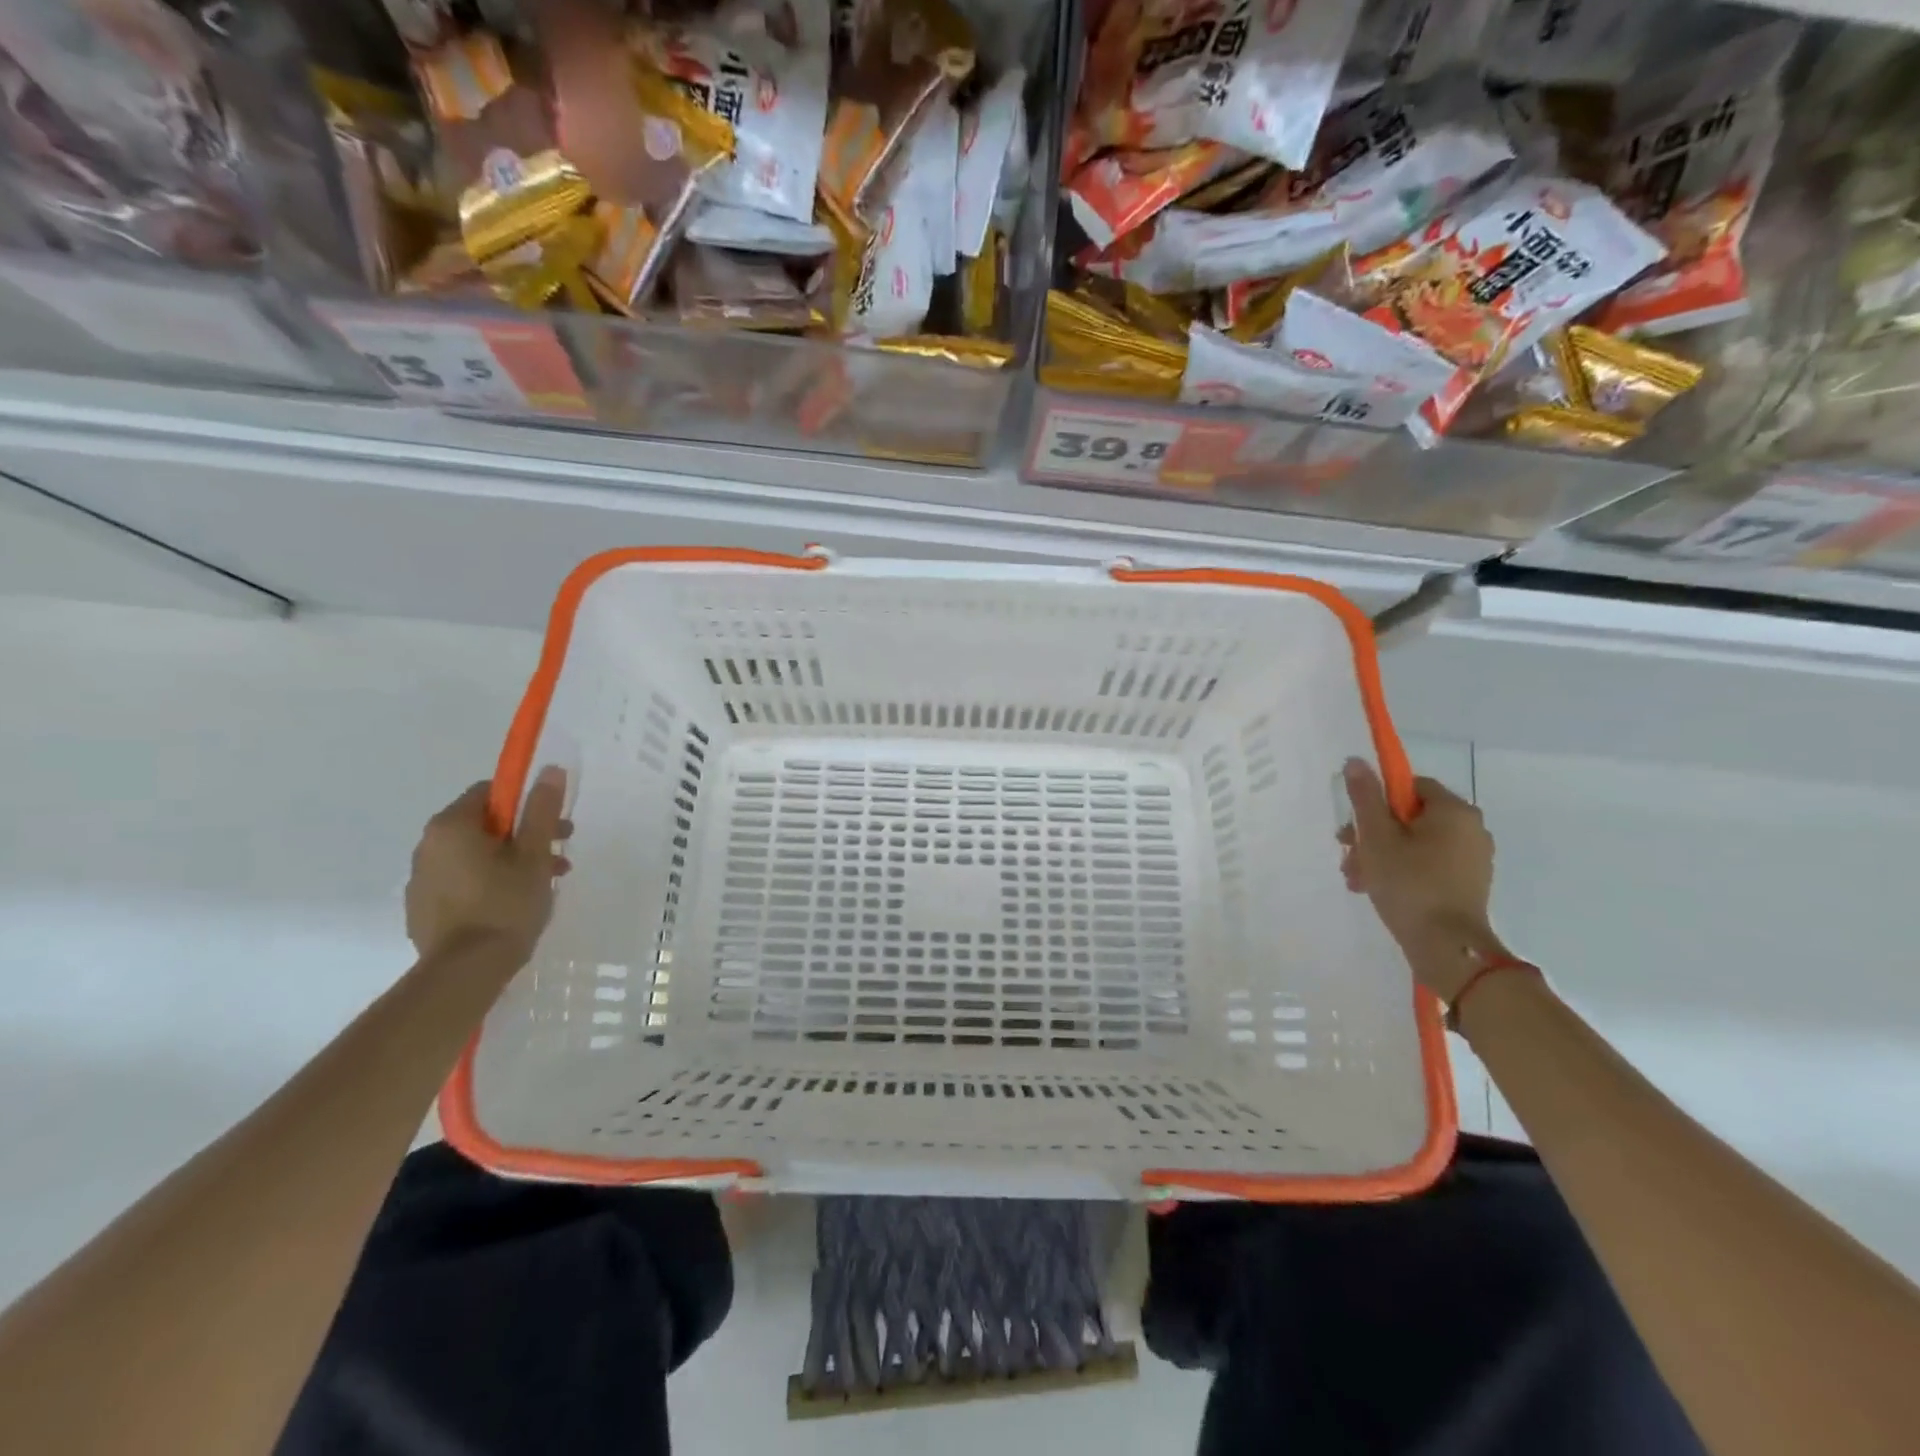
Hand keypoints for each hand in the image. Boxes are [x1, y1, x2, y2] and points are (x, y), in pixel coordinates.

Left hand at [405, 767, 572, 959]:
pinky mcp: (422, 910)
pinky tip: (512, 906)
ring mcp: (420, 881)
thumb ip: (541, 810)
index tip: (552, 824)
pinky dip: (488, 883)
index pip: (489, 793)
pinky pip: (461, 882)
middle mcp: (427, 847)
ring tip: (543, 885)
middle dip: (524, 836)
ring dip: (510, 861)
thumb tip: (548, 769)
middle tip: (557, 856)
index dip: (525, 803)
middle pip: (483, 825)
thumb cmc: (505, 904)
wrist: (465, 972)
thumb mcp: (534, 854)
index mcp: (451, 827)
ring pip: (474, 856)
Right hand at [1337, 759, 1500, 1000]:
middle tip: (1349, 856)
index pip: (1410, 786)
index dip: (1377, 801)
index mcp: (1453, 810)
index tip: (1355, 826)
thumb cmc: (1409, 884)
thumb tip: (1356, 761)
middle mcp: (1471, 829)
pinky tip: (1379, 890)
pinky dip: (1403, 871)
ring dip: (1382, 855)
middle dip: (1373, 834)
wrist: (1447, 947)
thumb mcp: (1376, 837)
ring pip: (1416, 843)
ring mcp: (1473, 858)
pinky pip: (1429, 864)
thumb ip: (1365, 797)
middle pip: (1410, 817)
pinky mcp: (1469, 883)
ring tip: (1358, 880)